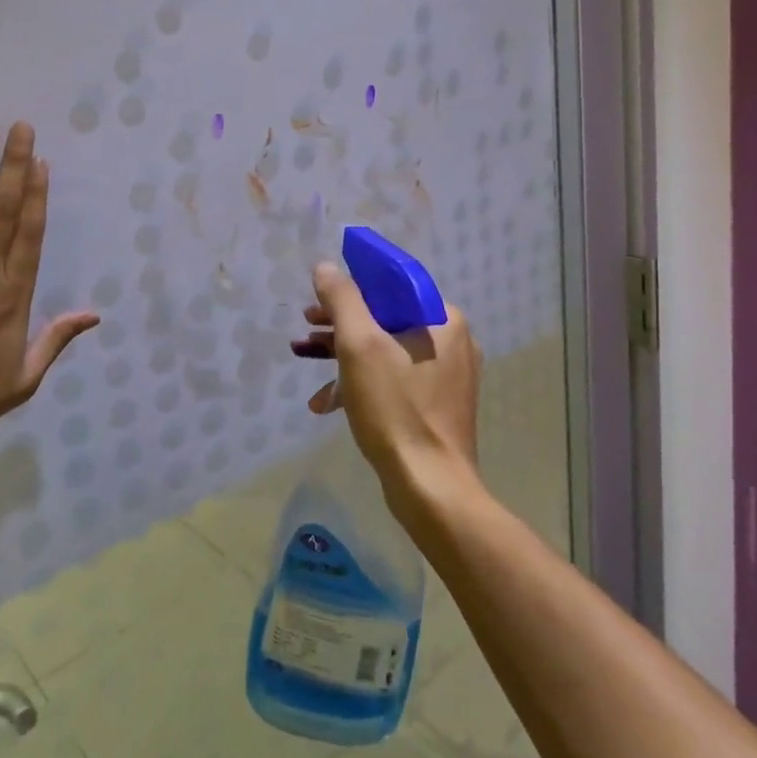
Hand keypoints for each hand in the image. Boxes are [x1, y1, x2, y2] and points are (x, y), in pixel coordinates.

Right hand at [292, 263, 482, 504]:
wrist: (430, 490)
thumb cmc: (396, 409)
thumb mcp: (359, 346)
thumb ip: (342, 299)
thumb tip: (326, 268)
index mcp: (443, 320)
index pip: (393, 283)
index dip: (352, 284)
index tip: (320, 297)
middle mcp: (451, 342)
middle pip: (386, 316)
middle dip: (341, 322)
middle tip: (307, 327)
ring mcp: (446, 376)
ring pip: (386, 348)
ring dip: (343, 353)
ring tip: (305, 357)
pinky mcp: (436, 404)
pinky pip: (393, 378)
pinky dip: (361, 382)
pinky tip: (326, 402)